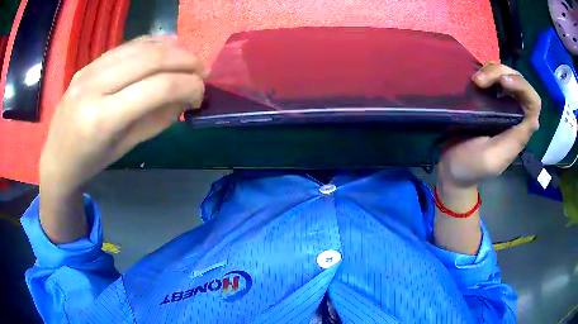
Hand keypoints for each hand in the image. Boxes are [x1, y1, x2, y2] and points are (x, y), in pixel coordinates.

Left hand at [40, 36, 206, 192]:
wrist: (57, 156)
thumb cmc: (91, 161)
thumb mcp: (126, 147)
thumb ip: (157, 119)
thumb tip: (185, 97)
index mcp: (103, 119)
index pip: (157, 88)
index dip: (188, 85)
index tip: (201, 92)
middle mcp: (95, 87)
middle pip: (151, 59)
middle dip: (185, 60)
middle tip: (202, 71)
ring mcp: (90, 70)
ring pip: (140, 46)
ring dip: (172, 48)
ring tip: (188, 59)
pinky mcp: (89, 63)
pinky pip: (127, 45)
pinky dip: (152, 44)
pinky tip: (166, 50)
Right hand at [437, 62, 540, 188]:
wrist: (451, 167)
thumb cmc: (470, 165)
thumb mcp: (493, 158)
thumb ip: (515, 140)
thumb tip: (534, 118)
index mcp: (520, 130)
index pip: (533, 102)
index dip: (522, 86)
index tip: (501, 82)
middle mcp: (515, 115)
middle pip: (519, 82)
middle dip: (502, 73)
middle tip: (478, 80)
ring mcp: (503, 105)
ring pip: (507, 75)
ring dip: (492, 71)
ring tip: (475, 80)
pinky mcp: (490, 100)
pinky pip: (494, 78)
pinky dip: (486, 71)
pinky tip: (474, 79)